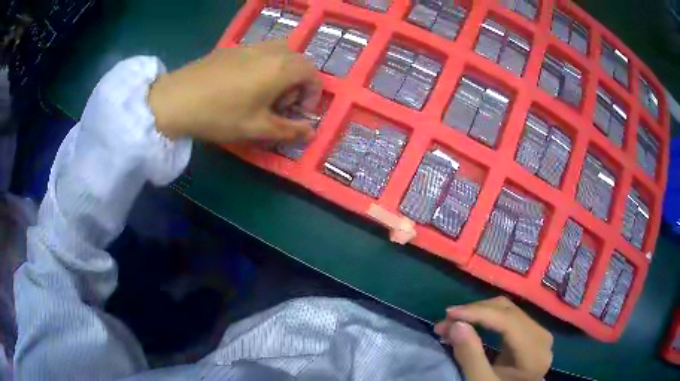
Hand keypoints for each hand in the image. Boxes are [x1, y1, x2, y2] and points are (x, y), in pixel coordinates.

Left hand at [148, 40, 321, 141]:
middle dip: (298, 82)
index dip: (313, 94)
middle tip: (282, 104)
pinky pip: (260, 52)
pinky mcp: (232, 48)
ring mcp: (250, 47)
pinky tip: (243, 84)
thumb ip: (288, 130)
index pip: (312, 73)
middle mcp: (270, 51)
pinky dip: (265, 65)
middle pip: (298, 60)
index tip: (300, 112)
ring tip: (265, 92)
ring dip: (282, 71)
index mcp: (281, 68)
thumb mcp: (256, 128)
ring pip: (280, 53)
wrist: (175, 100)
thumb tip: (311, 132)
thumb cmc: (220, 115)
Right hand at [434, 296, 552, 380]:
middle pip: (508, 312)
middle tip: (444, 322)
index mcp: (535, 351)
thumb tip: (456, 325)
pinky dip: (486, 318)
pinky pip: (508, 317)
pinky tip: (470, 323)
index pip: (508, 321)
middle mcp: (541, 335)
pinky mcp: (530, 332)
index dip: (479, 314)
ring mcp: (537, 332)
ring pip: (507, 310)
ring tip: (452, 323)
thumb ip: (471, 357)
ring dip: (478, 313)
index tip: (449, 314)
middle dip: (474, 313)